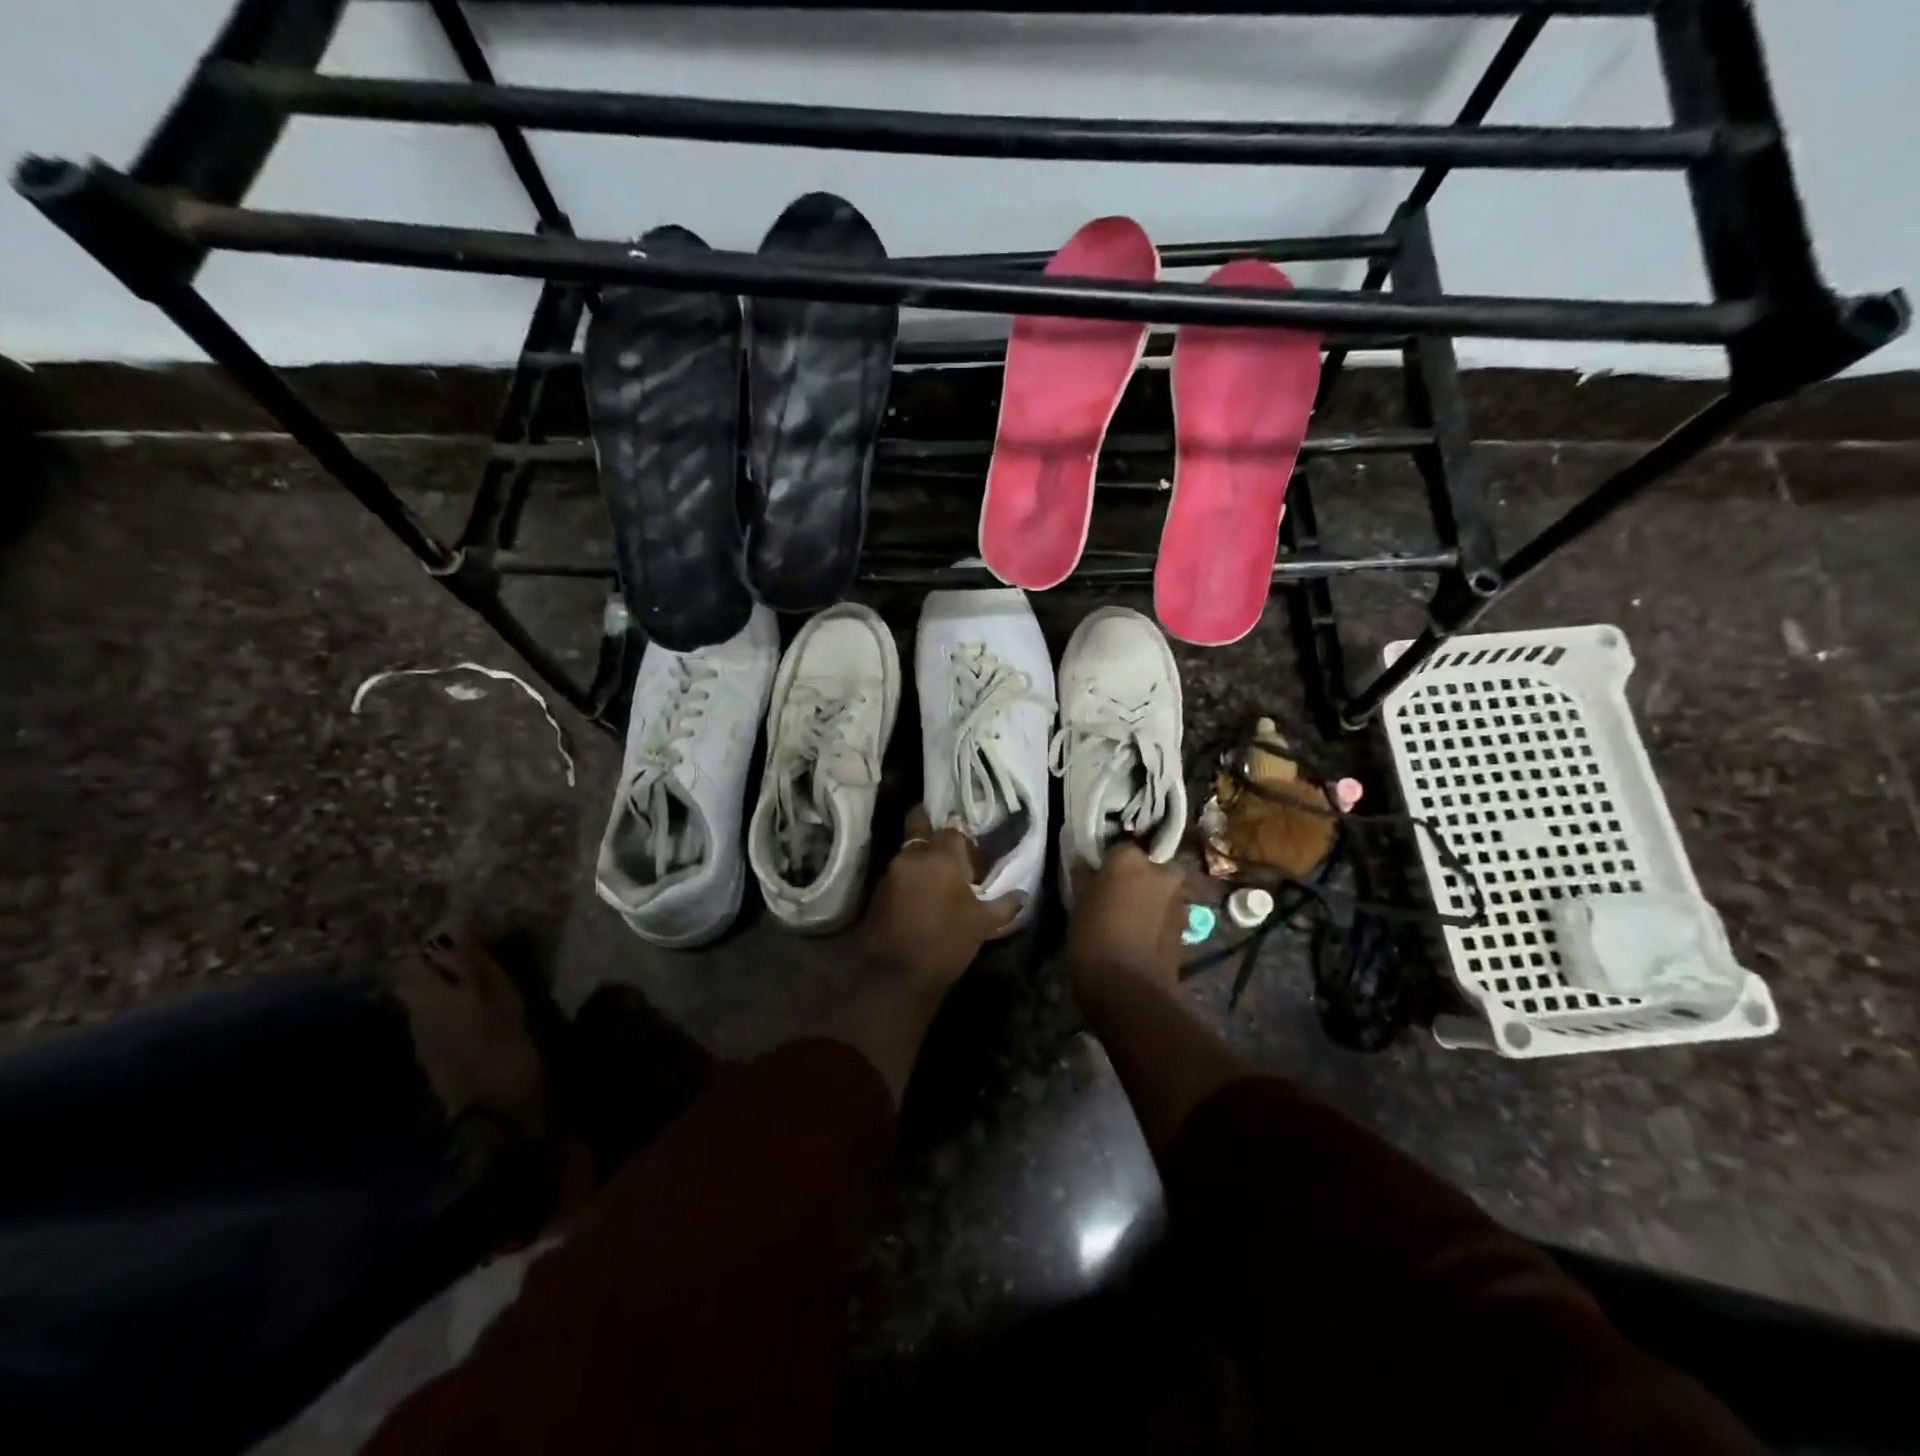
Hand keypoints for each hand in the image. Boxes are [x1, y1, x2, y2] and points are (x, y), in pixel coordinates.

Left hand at [862, 806, 1023, 995]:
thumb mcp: (983, 924)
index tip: (975, 860)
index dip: (966, 843)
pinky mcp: (878, 891)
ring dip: (922, 859)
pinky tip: (922, 897)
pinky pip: (899, 873)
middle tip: (950, 851)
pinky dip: (911, 878)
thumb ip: (1004, 904)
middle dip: (932, 830)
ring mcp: (891, 872)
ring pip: (909, 851)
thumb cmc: (945, 942)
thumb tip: (1022, 894)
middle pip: (920, 826)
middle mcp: (912, 855)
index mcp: (940, 856)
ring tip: (939, 881)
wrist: (896, 975)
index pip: (953, 830)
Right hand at [1066, 844, 1187, 1007]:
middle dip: (1138, 877)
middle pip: (1149, 866)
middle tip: (1117, 895)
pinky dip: (1157, 919)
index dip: (1108, 862)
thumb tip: (1085, 864)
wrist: (1130, 990)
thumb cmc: (1094, 938)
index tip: (1097, 875)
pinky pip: (1168, 914)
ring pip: (1162, 890)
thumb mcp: (1078, 904)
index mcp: (1130, 859)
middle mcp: (1160, 872)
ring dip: (1150, 899)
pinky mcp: (1186, 928)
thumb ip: (1084, 877)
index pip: (1119, 847)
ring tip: (1129, 919)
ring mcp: (1178, 900)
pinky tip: (1141, 936)